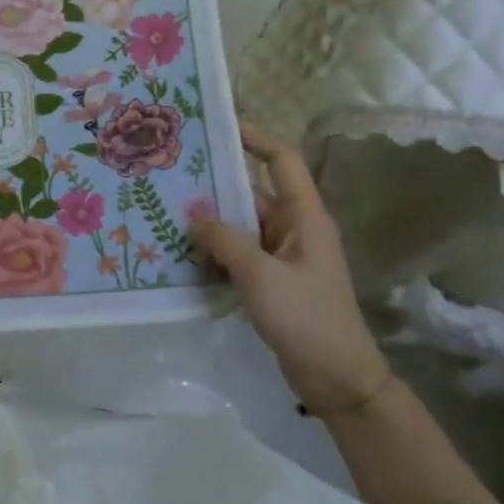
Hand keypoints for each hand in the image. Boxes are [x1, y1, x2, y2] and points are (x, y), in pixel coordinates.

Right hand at [196, 124, 389, 413]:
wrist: (337, 378)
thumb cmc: (305, 317)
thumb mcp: (260, 275)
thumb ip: (224, 239)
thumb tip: (192, 210)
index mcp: (304, 216)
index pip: (281, 161)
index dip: (255, 138)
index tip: (218, 126)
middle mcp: (294, 228)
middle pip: (251, 195)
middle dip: (214, 189)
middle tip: (170, 178)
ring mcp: (283, 256)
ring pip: (241, 227)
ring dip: (210, 226)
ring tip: (166, 217)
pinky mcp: (273, 280)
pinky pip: (239, 254)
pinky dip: (216, 253)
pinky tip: (183, 257)